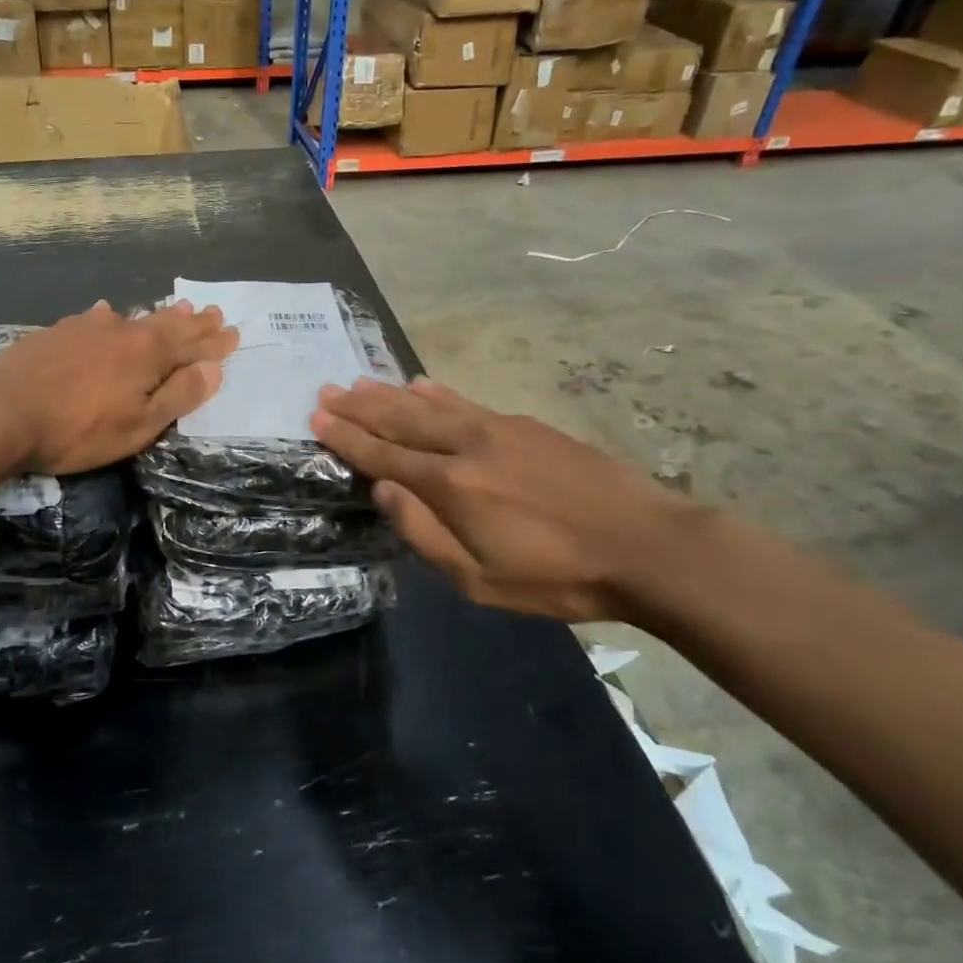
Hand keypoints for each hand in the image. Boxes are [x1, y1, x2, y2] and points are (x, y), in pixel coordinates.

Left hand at [0, 300, 237, 474]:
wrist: (0, 410)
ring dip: (160, 316)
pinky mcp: (59, 332)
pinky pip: (98, 318)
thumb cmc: (77, 429)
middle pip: (167, 325)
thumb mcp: (138, 425)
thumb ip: (178, 396)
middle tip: (213, 313)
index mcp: (148, 355)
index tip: (233, 334)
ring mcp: (88, 328)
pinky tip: (109, 313)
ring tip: (178, 309)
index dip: (214, 344)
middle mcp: (123, 332)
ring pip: (134, 318)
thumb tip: (214, 369)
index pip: (192, 346)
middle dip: (193, 324)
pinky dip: (115, 317)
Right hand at [310, 378, 694, 621]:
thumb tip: (382, 489)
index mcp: (450, 486)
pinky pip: (468, 402)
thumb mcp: (480, 580)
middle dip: (359, 407)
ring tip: (360, 381)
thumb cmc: (558, 576)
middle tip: (326, 391)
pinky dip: (438, 393)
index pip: (383, 456)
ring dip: (391, 394)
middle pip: (401, 421)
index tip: (317, 417)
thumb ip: (424, 533)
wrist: (646, 545)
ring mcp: (498, 429)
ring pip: (431, 405)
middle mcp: (466, 447)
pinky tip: (424, 385)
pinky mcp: (525, 426)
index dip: (347, 437)